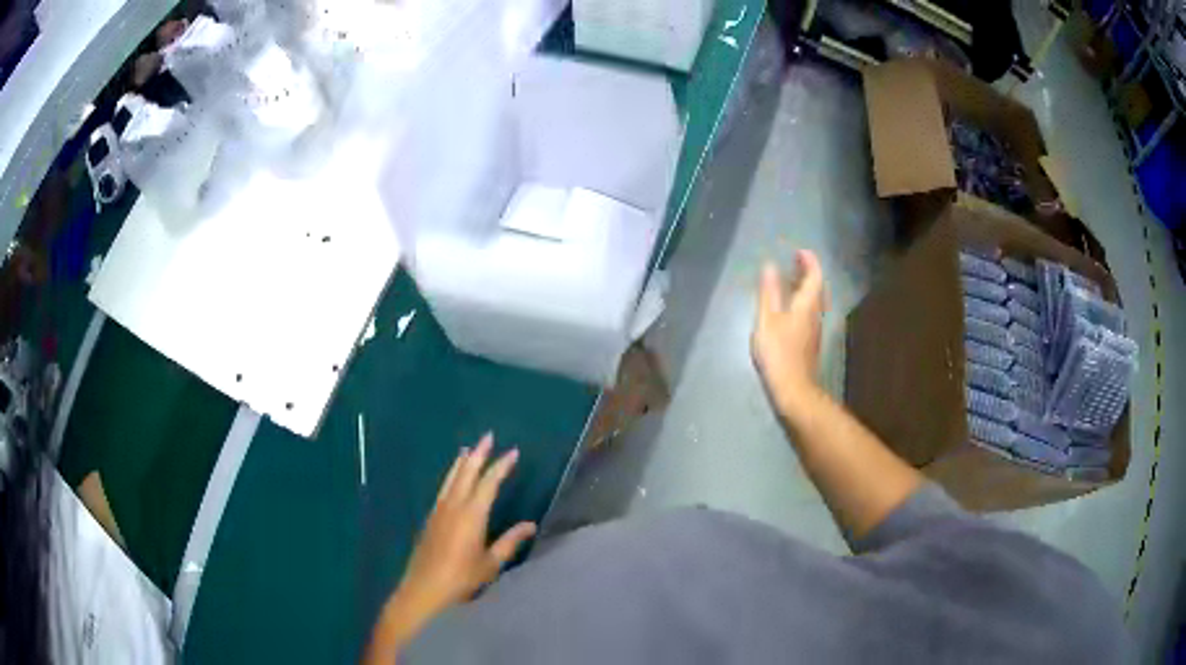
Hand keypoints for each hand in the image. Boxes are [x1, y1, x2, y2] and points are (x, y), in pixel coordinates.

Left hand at [367, 434, 535, 660]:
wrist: (424, 588)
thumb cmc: (461, 578)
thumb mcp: (490, 563)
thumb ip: (509, 542)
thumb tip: (530, 525)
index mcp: (472, 515)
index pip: (489, 483)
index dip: (501, 466)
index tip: (513, 452)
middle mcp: (454, 506)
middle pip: (467, 473)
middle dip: (479, 454)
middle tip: (488, 436)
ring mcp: (439, 510)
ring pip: (451, 478)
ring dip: (462, 462)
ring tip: (468, 448)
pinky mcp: (430, 518)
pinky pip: (443, 488)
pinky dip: (451, 476)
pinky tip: (452, 478)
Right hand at [751, 250, 826, 417]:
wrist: (794, 388)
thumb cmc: (779, 352)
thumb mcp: (768, 320)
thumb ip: (769, 292)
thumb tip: (770, 266)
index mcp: (808, 304)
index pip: (815, 276)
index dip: (809, 262)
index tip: (800, 252)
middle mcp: (816, 313)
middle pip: (818, 288)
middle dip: (808, 273)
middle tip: (795, 262)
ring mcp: (815, 329)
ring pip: (815, 301)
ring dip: (805, 288)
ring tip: (791, 281)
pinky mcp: (810, 341)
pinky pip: (810, 312)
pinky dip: (802, 302)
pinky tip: (790, 308)